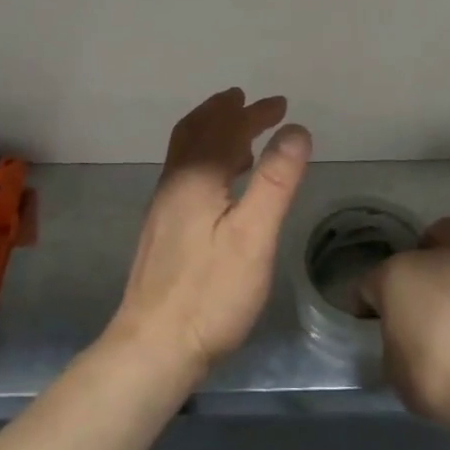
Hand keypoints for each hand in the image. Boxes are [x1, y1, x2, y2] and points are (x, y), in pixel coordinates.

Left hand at [111, 88, 312, 381]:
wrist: (154, 346)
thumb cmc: (211, 292)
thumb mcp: (254, 235)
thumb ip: (275, 180)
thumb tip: (295, 129)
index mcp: (195, 178)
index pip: (226, 129)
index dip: (253, 113)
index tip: (280, 103)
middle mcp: (174, 183)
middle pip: (198, 132)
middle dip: (226, 113)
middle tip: (253, 104)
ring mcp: (163, 207)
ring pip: (187, 153)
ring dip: (214, 134)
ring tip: (243, 135)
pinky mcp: (162, 229)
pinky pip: (185, 174)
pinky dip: (207, 159)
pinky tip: (222, 184)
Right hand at [361, 217, 449, 434]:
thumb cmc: (435, 377)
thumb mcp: (394, 369)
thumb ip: (393, 339)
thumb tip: (403, 335)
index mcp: (394, 276)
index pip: (368, 284)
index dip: (366, 304)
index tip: (370, 322)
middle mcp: (431, 258)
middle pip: (419, 244)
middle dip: (417, 260)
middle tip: (420, 291)